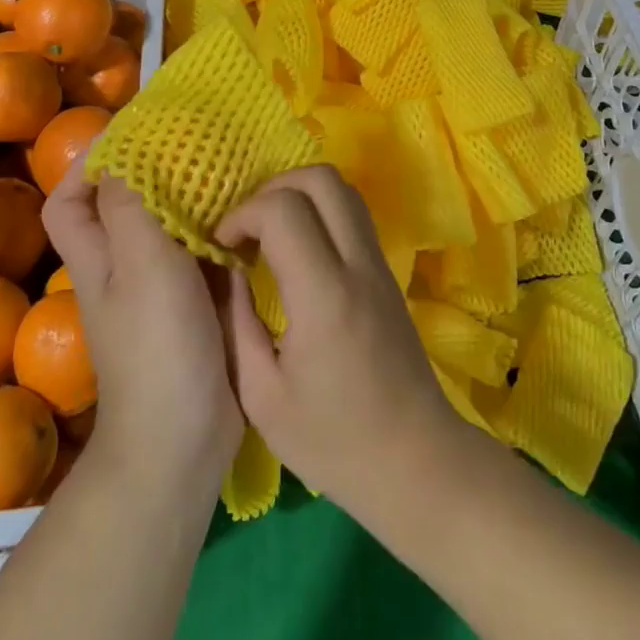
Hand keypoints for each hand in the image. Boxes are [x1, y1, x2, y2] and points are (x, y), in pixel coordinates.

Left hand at [42, 161, 243, 488]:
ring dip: (193, 194)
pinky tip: (251, 210)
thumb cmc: (156, 346)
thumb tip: (119, 156)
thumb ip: (128, 206)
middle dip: (152, 170)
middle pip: (124, 205)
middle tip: (194, 139)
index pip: (71, 199)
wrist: (185, 438)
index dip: (90, 163)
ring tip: (228, 162)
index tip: (134, 133)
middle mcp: (125, 265)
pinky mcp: (199, 302)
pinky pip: (205, 249)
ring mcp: (163, 286)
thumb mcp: (141, 264)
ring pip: (170, 223)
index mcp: (98, 255)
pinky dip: (222, 225)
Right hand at [216, 165, 462, 520]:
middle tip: (247, 229)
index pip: (283, 210)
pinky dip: (319, 210)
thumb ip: (236, 324)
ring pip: (342, 188)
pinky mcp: (387, 271)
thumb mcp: (262, 397)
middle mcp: (357, 265)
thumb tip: (223, 271)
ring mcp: (379, 263)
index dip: (243, 215)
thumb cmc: (333, 442)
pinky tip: (298, 249)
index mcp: (324, 296)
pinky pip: (353, 213)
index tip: (223, 247)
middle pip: (320, 178)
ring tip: (270, 234)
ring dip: (298, 194)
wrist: (416, 461)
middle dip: (272, 189)